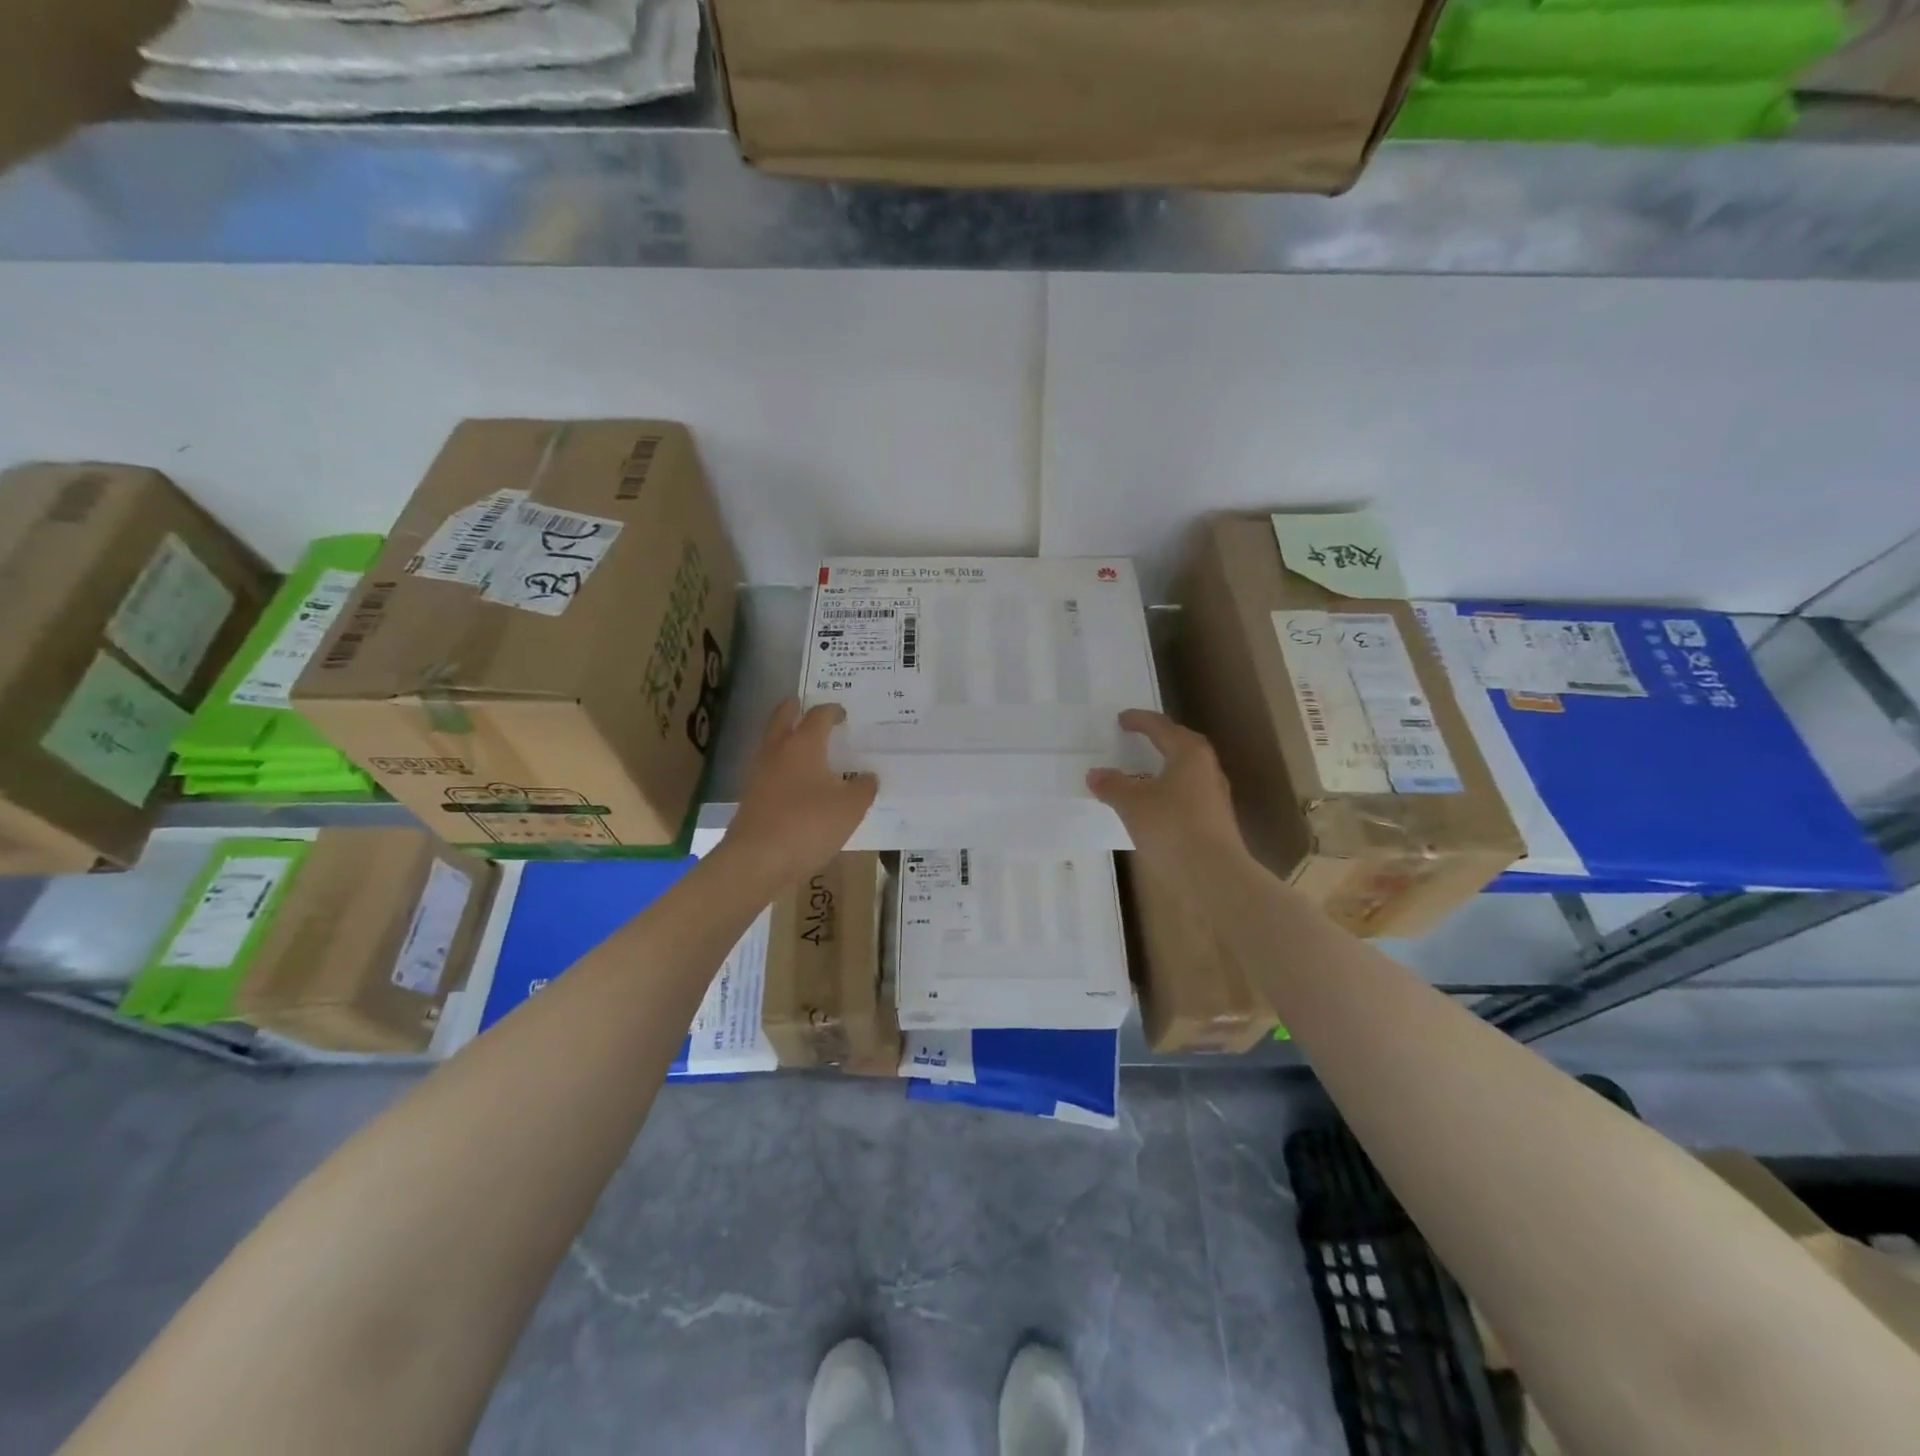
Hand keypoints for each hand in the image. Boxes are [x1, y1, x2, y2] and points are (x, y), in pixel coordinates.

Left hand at [722, 700, 875, 888]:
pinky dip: (781, 767)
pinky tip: (794, 782)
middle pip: (782, 719)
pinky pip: (768, 771)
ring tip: (802, 744)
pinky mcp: (751, 799)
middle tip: (802, 704)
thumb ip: (864, 788)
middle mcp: (777, 752)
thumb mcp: (850, 807)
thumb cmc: (808, 825)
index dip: (832, 711)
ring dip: (784, 737)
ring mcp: (759, 775)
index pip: (818, 716)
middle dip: (793, 709)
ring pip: (771, 744)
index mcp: (803, 745)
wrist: (757, 860)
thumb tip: (868, 776)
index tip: (843, 714)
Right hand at [1088, 710, 1246, 876]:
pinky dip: (1169, 791)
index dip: (1140, 721)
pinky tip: (1154, 805)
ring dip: (1165, 767)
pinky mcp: (1215, 820)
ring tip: (1143, 773)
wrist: (1214, 875)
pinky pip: (1188, 794)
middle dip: (1160, 739)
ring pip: (1187, 771)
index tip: (1122, 719)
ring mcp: (1215, 796)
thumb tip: (1095, 774)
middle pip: (1181, 745)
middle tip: (1139, 738)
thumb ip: (1113, 785)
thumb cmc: (1172, 827)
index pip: (1162, 727)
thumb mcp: (1132, 804)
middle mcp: (1207, 769)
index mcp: (1189, 753)